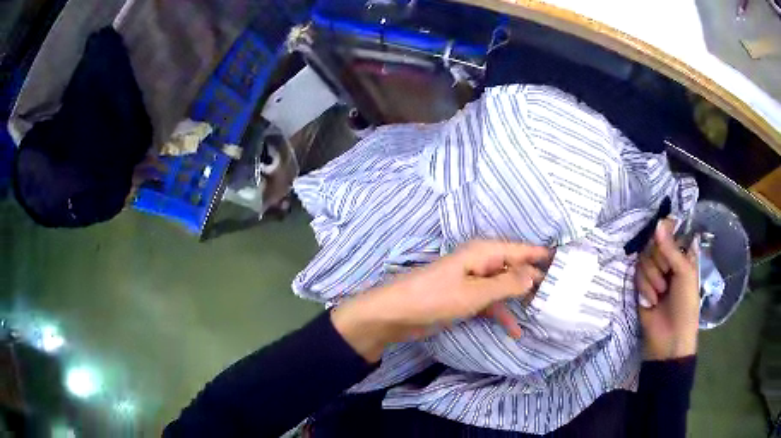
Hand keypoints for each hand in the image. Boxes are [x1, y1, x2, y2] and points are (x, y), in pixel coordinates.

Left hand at [331, 240, 550, 361]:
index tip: (566, 262)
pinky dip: (501, 314)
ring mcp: (472, 281)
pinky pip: (490, 303)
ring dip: (520, 299)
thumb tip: (534, 274)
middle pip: (515, 268)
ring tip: (543, 311)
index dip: (543, 255)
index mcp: (484, 252)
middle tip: (560, 292)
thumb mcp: (475, 292)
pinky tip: (515, 331)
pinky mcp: (465, 298)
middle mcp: (481, 262)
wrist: (395, 314)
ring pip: (504, 287)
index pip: (522, 250)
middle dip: (535, 280)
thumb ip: (507, 284)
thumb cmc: (435, 297)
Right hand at [636, 219, 699, 359]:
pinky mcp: (641, 286)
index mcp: (681, 254)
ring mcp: (653, 273)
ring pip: (643, 259)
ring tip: (661, 293)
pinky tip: (652, 301)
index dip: (665, 232)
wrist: (670, 337)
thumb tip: (657, 222)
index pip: (669, 231)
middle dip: (658, 261)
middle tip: (667, 276)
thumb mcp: (684, 273)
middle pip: (653, 243)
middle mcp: (666, 260)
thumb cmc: (685, 304)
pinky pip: (636, 275)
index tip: (663, 238)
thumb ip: (670, 248)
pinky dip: (645, 288)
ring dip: (652, 278)